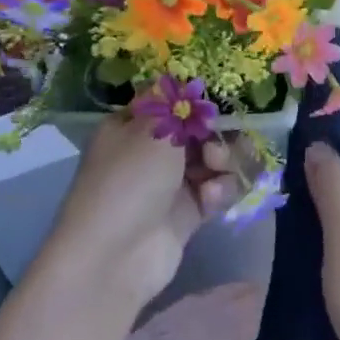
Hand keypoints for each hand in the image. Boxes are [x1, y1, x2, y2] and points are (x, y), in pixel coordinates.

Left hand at [50, 116, 234, 308]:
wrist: (114, 258)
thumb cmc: (128, 181)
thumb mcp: (150, 129)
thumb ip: (178, 103)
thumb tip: (187, 81)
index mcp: (133, 125)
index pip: (172, 102)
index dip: (196, 102)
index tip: (215, 106)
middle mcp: (152, 151)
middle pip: (200, 130)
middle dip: (217, 134)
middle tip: (214, 148)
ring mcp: (171, 183)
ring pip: (215, 159)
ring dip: (225, 162)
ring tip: (218, 172)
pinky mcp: (190, 212)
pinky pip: (218, 189)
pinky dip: (221, 190)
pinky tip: (212, 199)